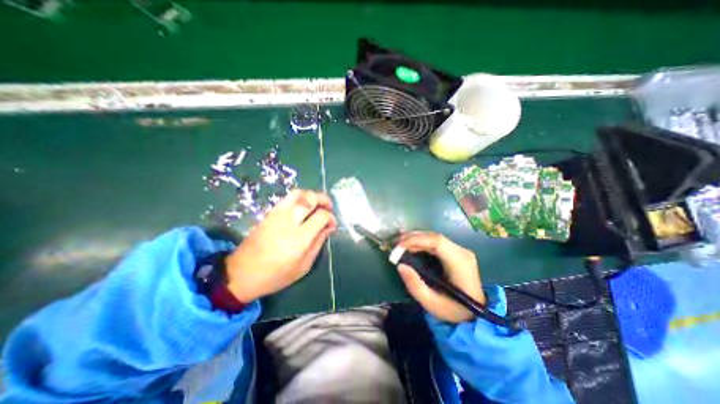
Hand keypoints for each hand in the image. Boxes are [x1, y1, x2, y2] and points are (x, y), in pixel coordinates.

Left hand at [224, 189, 337, 301]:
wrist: (241, 274)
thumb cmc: (276, 275)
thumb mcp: (303, 266)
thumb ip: (318, 243)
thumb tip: (329, 227)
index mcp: (300, 237)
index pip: (322, 215)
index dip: (331, 217)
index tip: (332, 224)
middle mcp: (289, 221)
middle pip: (310, 198)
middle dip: (324, 199)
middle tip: (329, 207)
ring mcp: (277, 214)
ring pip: (298, 193)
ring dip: (311, 195)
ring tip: (316, 204)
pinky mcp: (269, 213)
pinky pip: (288, 198)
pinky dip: (300, 198)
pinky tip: (303, 208)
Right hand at [396, 232, 486, 323]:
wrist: (476, 315)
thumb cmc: (454, 310)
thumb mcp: (432, 303)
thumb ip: (415, 285)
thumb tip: (400, 265)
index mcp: (459, 262)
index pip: (437, 242)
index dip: (416, 240)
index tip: (399, 245)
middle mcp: (462, 252)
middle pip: (435, 237)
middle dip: (413, 237)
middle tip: (396, 242)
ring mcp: (460, 251)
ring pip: (435, 238)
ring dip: (416, 238)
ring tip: (400, 242)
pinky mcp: (456, 253)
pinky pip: (436, 242)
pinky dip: (422, 242)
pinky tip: (411, 245)